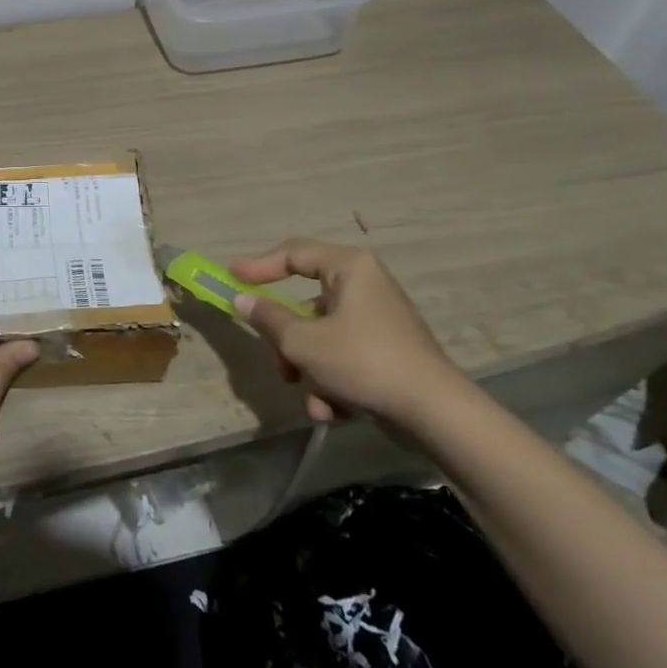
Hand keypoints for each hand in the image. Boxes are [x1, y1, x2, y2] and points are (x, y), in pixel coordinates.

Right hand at [230, 238, 466, 427]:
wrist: (435, 413)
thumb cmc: (364, 361)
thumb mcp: (304, 341)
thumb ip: (268, 317)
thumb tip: (242, 300)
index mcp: (349, 268)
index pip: (294, 254)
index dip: (259, 265)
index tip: (231, 277)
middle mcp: (366, 285)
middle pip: (306, 303)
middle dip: (288, 340)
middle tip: (277, 361)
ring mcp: (379, 320)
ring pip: (322, 336)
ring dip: (309, 367)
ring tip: (312, 397)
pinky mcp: (387, 352)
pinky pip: (345, 357)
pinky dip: (333, 382)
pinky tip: (334, 410)